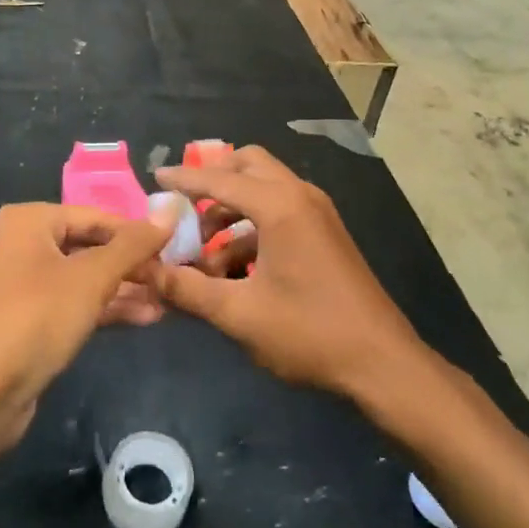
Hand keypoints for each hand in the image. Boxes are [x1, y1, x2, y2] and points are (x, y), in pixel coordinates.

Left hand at [0, 204, 169, 458]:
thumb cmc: (34, 319)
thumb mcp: (91, 278)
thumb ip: (133, 245)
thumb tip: (171, 212)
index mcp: (30, 221)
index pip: (97, 217)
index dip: (137, 233)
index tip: (175, 249)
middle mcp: (23, 245)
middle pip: (90, 246)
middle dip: (132, 264)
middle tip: (172, 278)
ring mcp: (23, 285)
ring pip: (84, 278)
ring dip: (124, 289)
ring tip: (167, 300)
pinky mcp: (28, 322)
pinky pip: (74, 304)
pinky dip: (105, 308)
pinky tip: (144, 318)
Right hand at [150, 147, 425, 397]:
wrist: (382, 362)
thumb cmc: (309, 332)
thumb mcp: (240, 314)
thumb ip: (188, 289)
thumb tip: (146, 271)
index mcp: (280, 205)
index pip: (220, 178)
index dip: (184, 178)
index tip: (155, 178)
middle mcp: (300, 195)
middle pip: (248, 165)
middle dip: (214, 181)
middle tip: (184, 208)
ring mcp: (317, 212)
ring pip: (265, 188)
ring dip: (232, 209)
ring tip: (204, 253)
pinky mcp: (325, 232)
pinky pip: (281, 210)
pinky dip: (253, 226)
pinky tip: (235, 268)